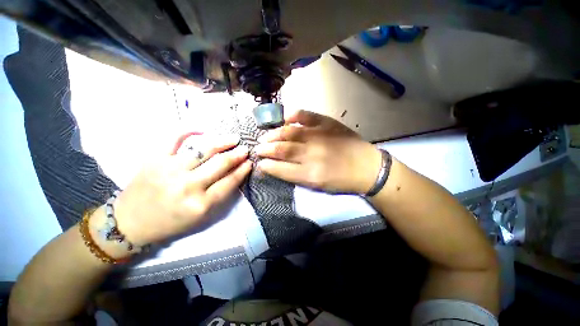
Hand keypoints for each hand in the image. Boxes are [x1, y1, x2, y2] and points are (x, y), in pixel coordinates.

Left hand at [111, 134, 251, 246]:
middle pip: (220, 164)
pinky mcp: (154, 159)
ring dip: (222, 142)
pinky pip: (174, 139)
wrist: (130, 223)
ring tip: (233, 138)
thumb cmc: (170, 223)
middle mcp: (187, 186)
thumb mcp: (201, 217)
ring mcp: (170, 170)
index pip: (230, 181)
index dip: (243, 170)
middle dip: (237, 154)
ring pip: (203, 149)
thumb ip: (220, 195)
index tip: (250, 162)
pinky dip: (189, 130)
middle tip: (245, 149)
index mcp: (201, 204)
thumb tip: (235, 174)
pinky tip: (203, 129)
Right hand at [254, 110, 381, 193]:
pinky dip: (293, 115)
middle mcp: (312, 154)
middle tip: (257, 148)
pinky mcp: (327, 124)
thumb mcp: (317, 186)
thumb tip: (276, 167)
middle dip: (265, 149)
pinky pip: (306, 115)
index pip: (280, 168)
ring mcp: (319, 136)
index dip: (266, 165)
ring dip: (273, 134)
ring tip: (265, 136)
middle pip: (281, 149)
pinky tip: (284, 118)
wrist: (366, 168)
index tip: (260, 163)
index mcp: (309, 174)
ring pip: (289, 132)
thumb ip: (295, 177)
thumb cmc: (341, 181)